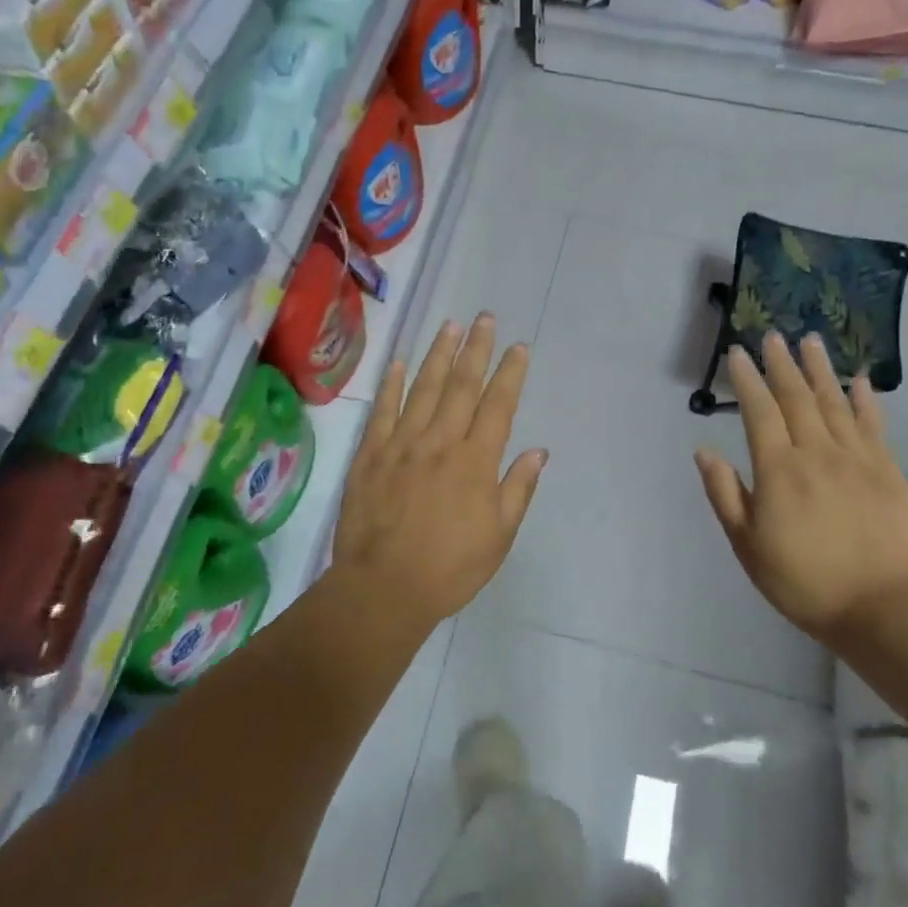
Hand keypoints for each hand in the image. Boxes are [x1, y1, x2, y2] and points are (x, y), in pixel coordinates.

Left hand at [329, 314, 547, 627]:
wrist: (384, 588)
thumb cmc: (450, 568)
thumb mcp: (498, 536)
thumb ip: (517, 489)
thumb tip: (537, 451)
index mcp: (475, 461)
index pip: (498, 406)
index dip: (510, 373)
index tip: (519, 347)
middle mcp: (440, 442)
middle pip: (462, 386)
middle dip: (476, 349)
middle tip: (485, 318)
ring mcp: (401, 445)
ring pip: (423, 389)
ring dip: (439, 355)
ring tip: (450, 327)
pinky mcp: (370, 455)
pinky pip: (382, 411)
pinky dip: (390, 384)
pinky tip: (398, 362)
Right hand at [694, 332, 907, 644]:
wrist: (881, 607)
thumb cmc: (803, 580)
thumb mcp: (747, 545)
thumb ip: (725, 494)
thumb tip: (704, 451)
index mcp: (779, 470)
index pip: (759, 412)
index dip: (746, 380)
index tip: (737, 353)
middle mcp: (817, 453)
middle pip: (797, 398)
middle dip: (781, 365)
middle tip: (772, 336)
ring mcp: (857, 459)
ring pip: (834, 403)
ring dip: (819, 370)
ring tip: (810, 341)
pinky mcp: (888, 471)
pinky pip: (873, 425)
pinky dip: (864, 400)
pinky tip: (858, 381)